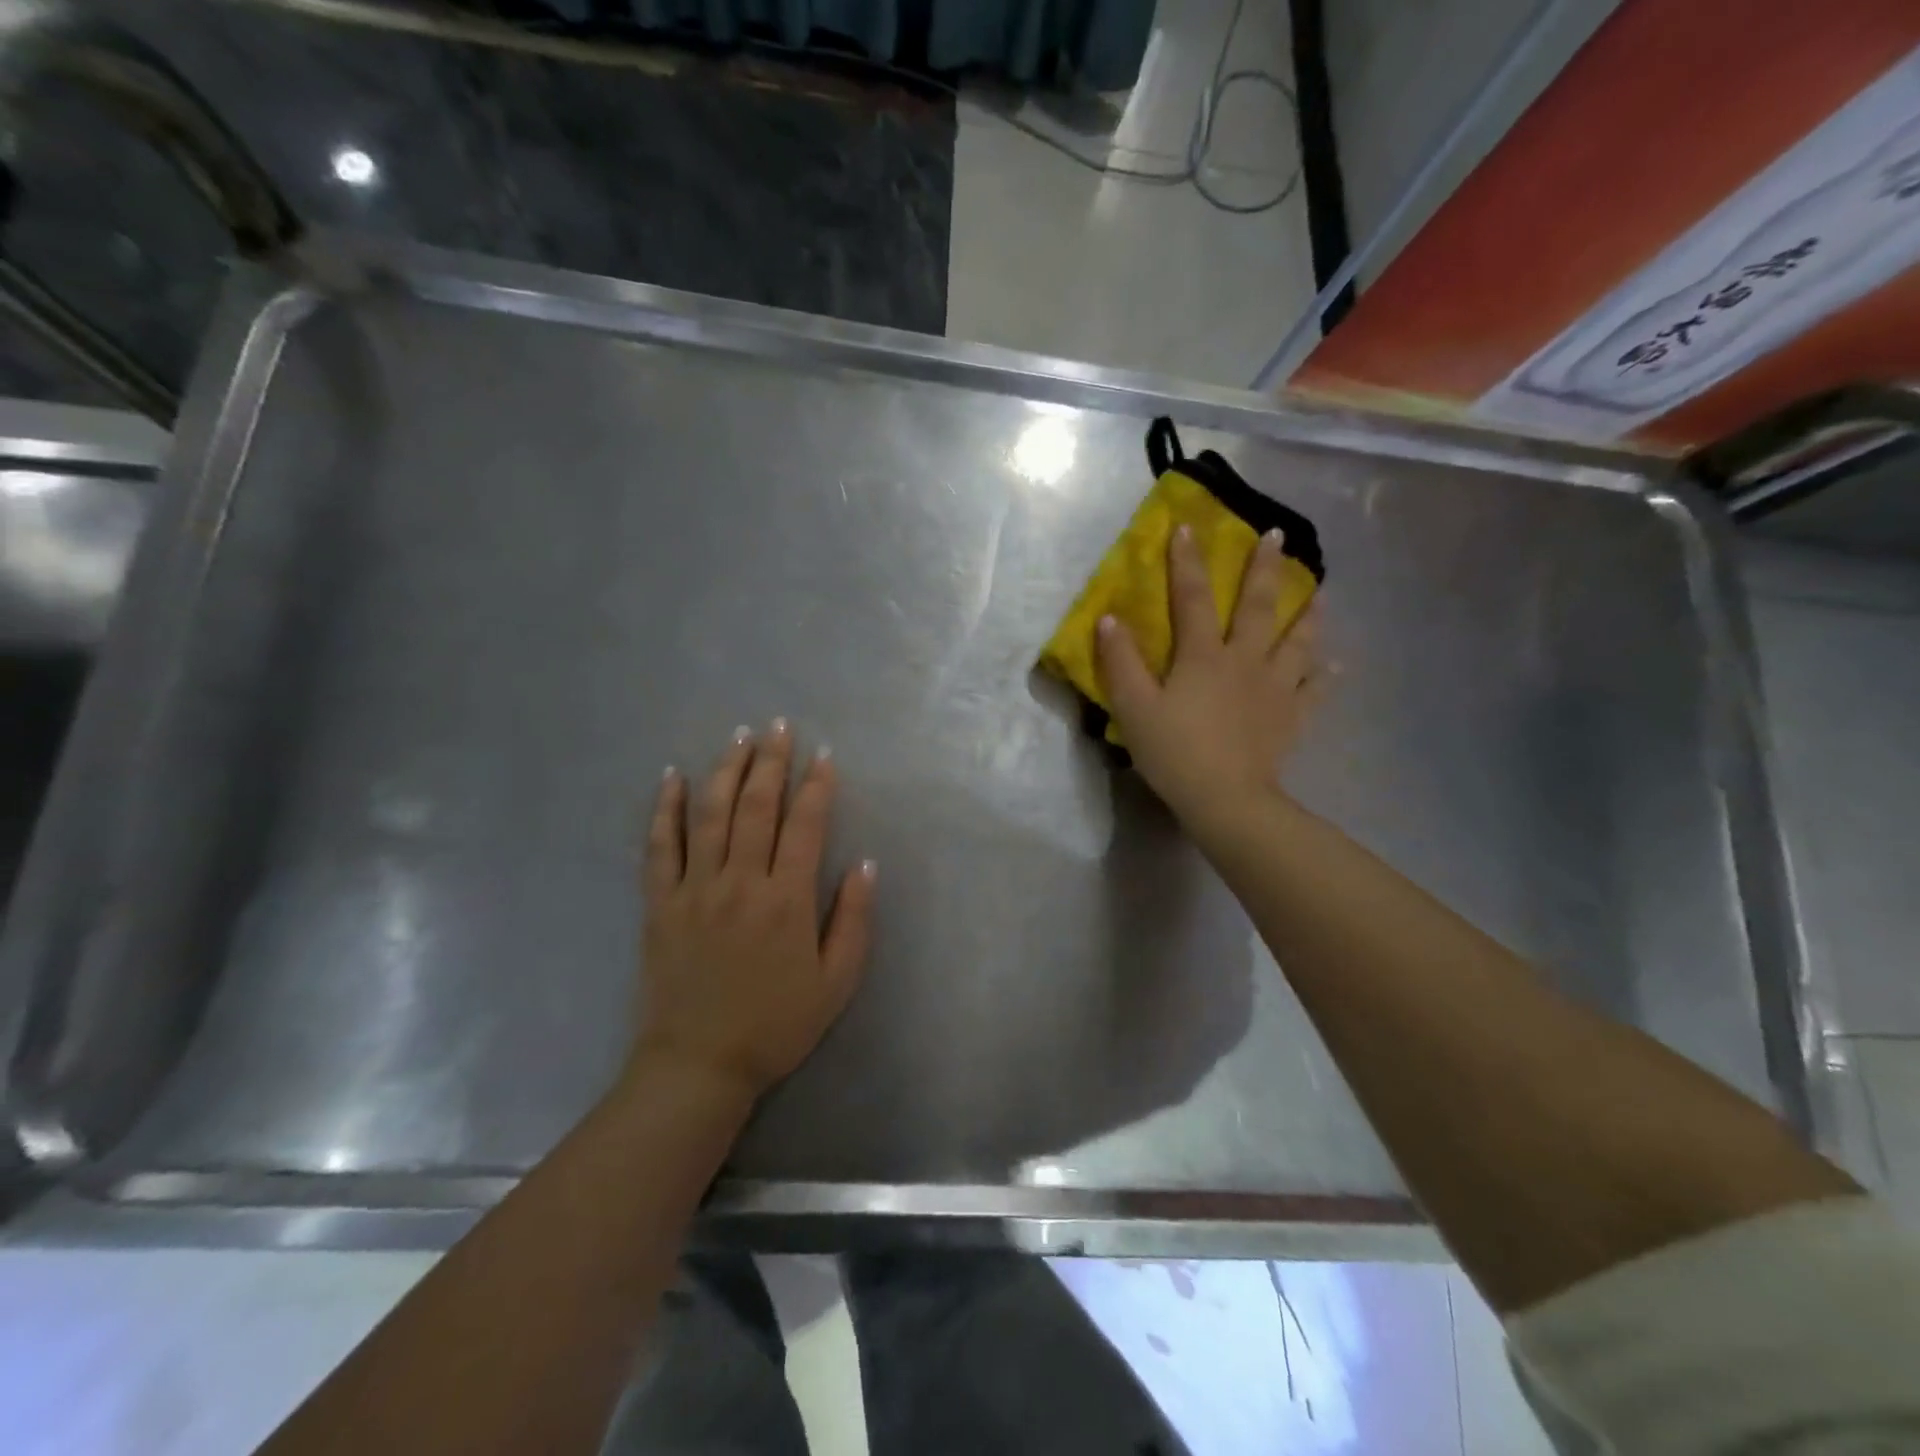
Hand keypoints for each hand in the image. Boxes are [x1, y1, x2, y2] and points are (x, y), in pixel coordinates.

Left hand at [633, 720, 877, 1102]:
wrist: (699, 1065)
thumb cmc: (776, 1025)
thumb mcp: (836, 982)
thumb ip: (854, 920)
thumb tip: (866, 864)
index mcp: (787, 899)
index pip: (806, 825)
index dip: (817, 786)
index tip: (824, 754)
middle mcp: (741, 882)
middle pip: (757, 806)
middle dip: (771, 761)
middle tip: (779, 726)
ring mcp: (695, 889)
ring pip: (711, 814)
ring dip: (726, 770)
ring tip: (738, 736)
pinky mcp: (660, 904)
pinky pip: (660, 846)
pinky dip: (666, 809)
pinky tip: (672, 778)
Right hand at [1096, 525, 1321, 837]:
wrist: (1227, 800)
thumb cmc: (1175, 753)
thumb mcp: (1134, 708)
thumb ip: (1120, 662)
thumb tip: (1109, 618)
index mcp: (1204, 656)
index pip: (1194, 598)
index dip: (1187, 562)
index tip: (1187, 526)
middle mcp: (1245, 661)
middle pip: (1259, 607)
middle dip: (1265, 569)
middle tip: (1278, 537)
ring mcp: (1275, 688)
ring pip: (1298, 641)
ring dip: (1308, 613)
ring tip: (1320, 591)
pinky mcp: (1292, 717)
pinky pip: (1314, 689)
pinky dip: (1326, 674)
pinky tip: (1335, 665)